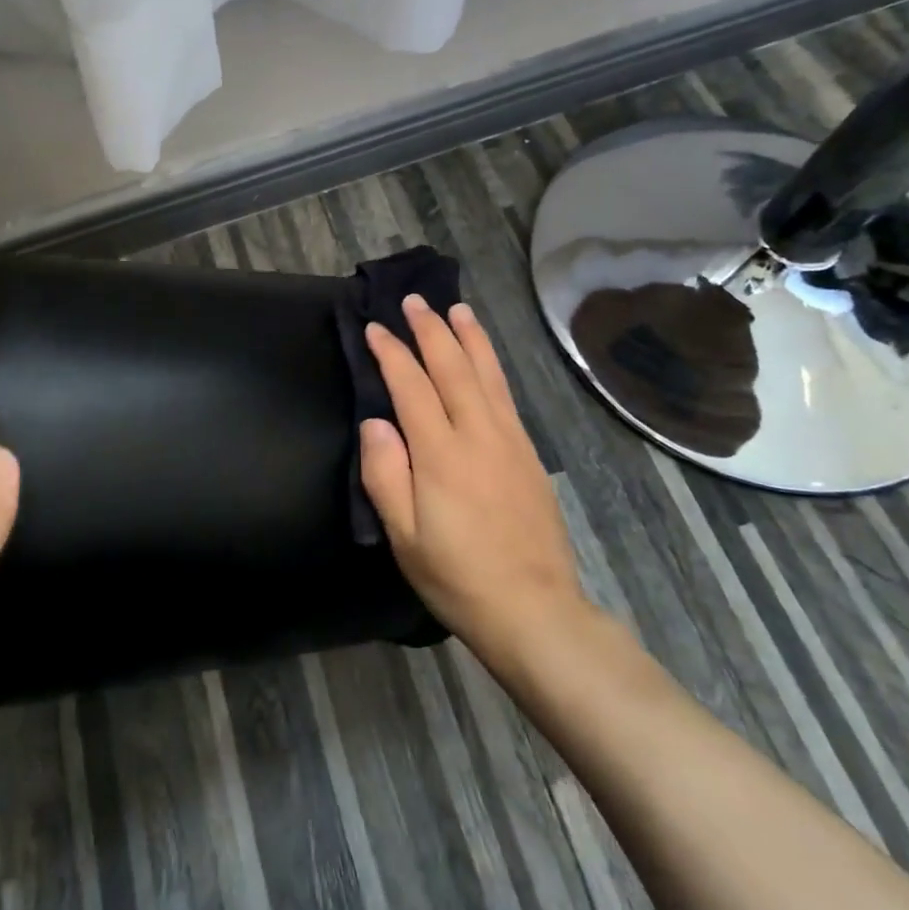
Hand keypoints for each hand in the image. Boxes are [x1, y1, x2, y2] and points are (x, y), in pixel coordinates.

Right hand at [359, 296, 591, 666]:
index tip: (375, 327)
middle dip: (430, 330)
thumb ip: (385, 474)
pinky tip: (485, 357)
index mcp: (440, 453)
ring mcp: (509, 440)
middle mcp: (478, 434)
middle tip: (414, 301)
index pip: (411, 386)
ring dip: (469, 337)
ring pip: (486, 373)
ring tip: (456, 308)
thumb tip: (375, 421)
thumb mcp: (404, 536)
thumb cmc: (457, 576)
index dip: (392, 353)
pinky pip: (506, 394)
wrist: (534, 609)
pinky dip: (492, 365)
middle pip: (452, 367)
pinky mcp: (529, 452)